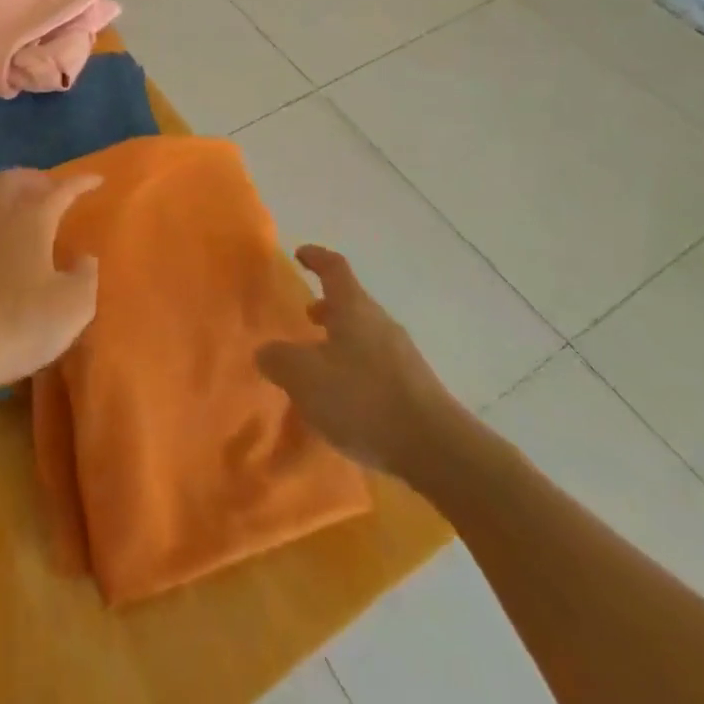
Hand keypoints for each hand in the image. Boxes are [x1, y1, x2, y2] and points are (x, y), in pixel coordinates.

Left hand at [0, 169, 102, 402]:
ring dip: (11, 198)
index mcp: (31, 221)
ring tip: (28, 216)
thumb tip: (84, 258)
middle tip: (53, 191)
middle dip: (35, 179)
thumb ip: (86, 276)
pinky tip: (3, 247)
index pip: (61, 191)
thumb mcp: (73, 306)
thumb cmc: (20, 323)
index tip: (97, 180)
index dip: (81, 182)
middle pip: (13, 180)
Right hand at [258, 245, 459, 476]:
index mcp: (354, 308)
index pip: (334, 268)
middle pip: (351, 302)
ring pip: (364, 334)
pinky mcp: (415, 387)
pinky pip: (377, 365)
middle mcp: (380, 323)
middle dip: (327, 306)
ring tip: (320, 362)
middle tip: (306, 316)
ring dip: (341, 340)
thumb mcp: (304, 378)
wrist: (436, 450)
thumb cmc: (363, 399)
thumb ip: (279, 359)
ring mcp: (402, 355)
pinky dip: (356, 368)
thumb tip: (266, 351)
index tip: (300, 254)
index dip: (316, 257)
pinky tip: (346, 399)